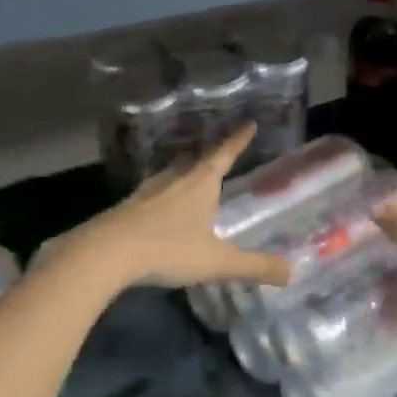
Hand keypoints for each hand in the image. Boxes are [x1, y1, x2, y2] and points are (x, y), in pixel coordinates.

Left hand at [49, 127, 292, 292]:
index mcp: (200, 184)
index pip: (224, 155)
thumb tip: (291, 272)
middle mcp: (174, 180)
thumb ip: (254, 266)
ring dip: (183, 174)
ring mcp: (146, 192)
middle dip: (209, 157)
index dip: (238, 140)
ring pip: (171, 175)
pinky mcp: (126, 208)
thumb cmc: (167, 249)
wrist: (105, 253)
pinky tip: (159, 209)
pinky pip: (151, 195)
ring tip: (190, 178)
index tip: (248, 123)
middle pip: (195, 161)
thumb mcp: (217, 261)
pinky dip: (162, 196)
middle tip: (219, 153)